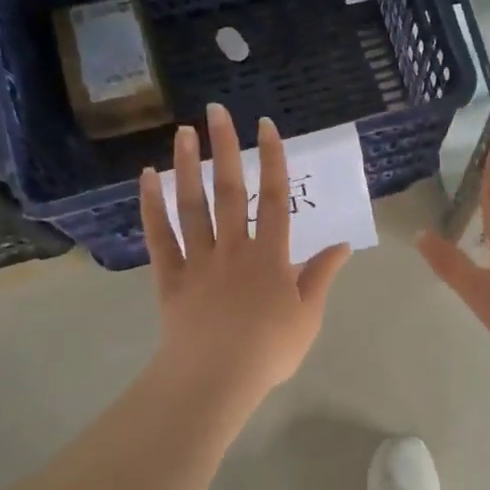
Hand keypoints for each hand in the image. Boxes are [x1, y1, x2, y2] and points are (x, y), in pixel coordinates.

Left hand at [139, 105, 349, 407]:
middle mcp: (234, 247)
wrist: (217, 378)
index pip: (275, 198)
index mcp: (271, 256)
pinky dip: (151, 206)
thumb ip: (322, 275)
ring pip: (192, 205)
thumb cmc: (270, 350)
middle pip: (231, 191)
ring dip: (187, 167)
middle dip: (226, 148)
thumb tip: (342, 245)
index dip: (273, 160)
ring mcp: (199, 259)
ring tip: (183, 132)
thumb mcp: (309, 315)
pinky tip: (147, 177)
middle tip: (217, 111)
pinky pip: (160, 236)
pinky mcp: (171, 276)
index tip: (267, 127)